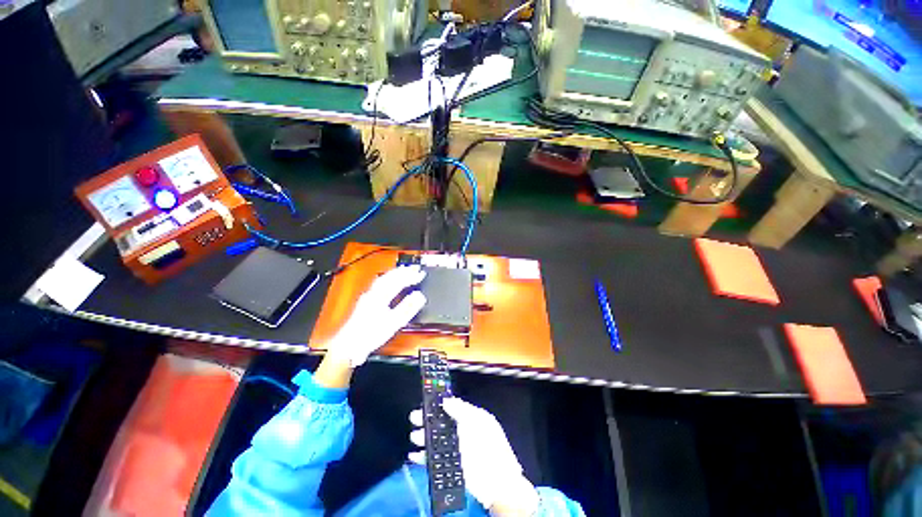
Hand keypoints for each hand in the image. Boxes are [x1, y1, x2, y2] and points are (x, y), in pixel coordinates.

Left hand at [326, 265, 425, 365]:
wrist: (349, 345)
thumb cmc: (370, 335)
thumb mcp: (393, 323)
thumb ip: (407, 308)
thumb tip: (419, 296)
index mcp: (380, 296)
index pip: (398, 281)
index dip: (410, 276)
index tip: (421, 273)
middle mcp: (373, 293)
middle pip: (389, 277)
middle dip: (403, 271)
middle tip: (415, 268)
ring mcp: (368, 296)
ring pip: (383, 279)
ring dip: (395, 274)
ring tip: (404, 270)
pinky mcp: (365, 301)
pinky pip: (378, 284)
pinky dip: (387, 279)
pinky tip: (388, 281)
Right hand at [409, 398, 539, 515]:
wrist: (497, 486)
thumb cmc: (487, 449)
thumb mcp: (475, 423)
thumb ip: (460, 410)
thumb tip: (446, 400)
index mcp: (474, 419)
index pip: (454, 407)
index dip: (440, 404)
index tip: (427, 402)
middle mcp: (466, 433)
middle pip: (443, 424)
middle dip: (429, 420)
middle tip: (415, 418)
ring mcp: (460, 450)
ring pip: (438, 441)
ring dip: (424, 437)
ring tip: (414, 436)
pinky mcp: (453, 468)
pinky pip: (435, 460)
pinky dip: (424, 457)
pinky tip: (416, 455)